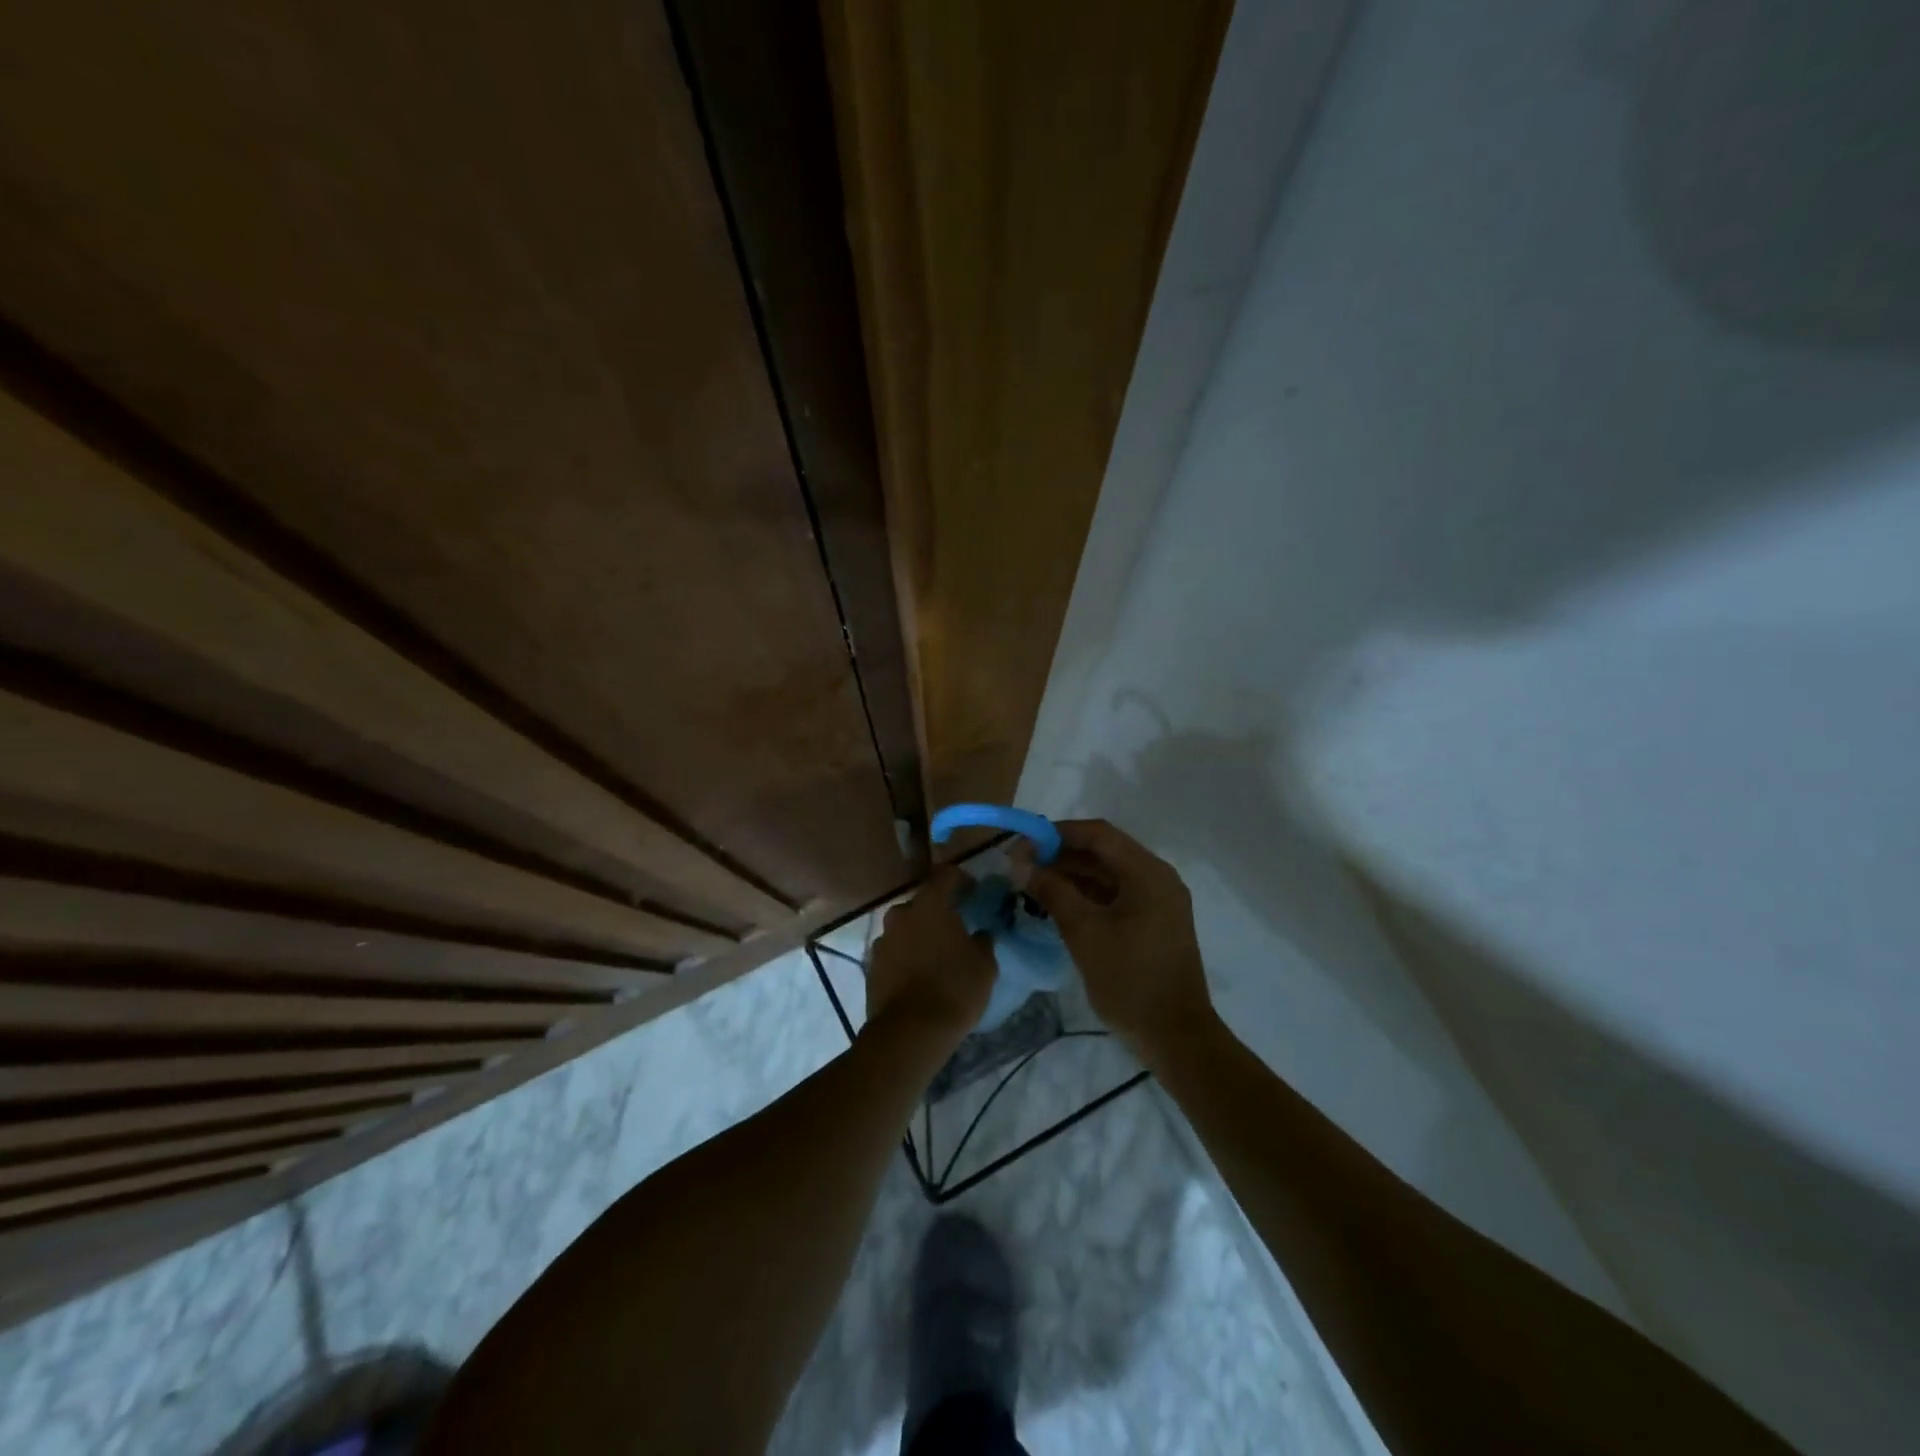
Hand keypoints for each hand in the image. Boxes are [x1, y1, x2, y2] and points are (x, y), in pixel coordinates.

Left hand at [864, 866, 995, 1051]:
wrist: (910, 1032)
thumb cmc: (955, 989)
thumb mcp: (984, 965)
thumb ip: (982, 941)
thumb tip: (978, 934)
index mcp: (930, 904)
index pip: (946, 875)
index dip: (961, 879)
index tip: (974, 891)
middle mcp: (901, 914)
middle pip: (922, 903)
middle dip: (938, 911)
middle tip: (955, 928)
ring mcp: (882, 940)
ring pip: (905, 928)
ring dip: (919, 935)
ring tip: (936, 956)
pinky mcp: (871, 966)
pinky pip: (894, 952)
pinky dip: (906, 957)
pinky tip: (919, 975)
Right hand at [1022, 819, 1216, 1064]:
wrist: (1175, 1037)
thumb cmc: (1129, 980)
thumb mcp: (1084, 932)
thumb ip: (1052, 892)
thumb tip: (1020, 865)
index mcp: (1147, 873)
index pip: (1098, 834)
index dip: (1057, 833)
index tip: (1022, 844)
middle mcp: (1157, 878)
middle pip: (1103, 852)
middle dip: (1060, 855)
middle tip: (1021, 866)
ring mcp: (1157, 901)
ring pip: (1107, 874)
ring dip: (1071, 875)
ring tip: (1031, 883)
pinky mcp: (1153, 922)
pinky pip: (1115, 895)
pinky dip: (1086, 895)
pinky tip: (1056, 902)